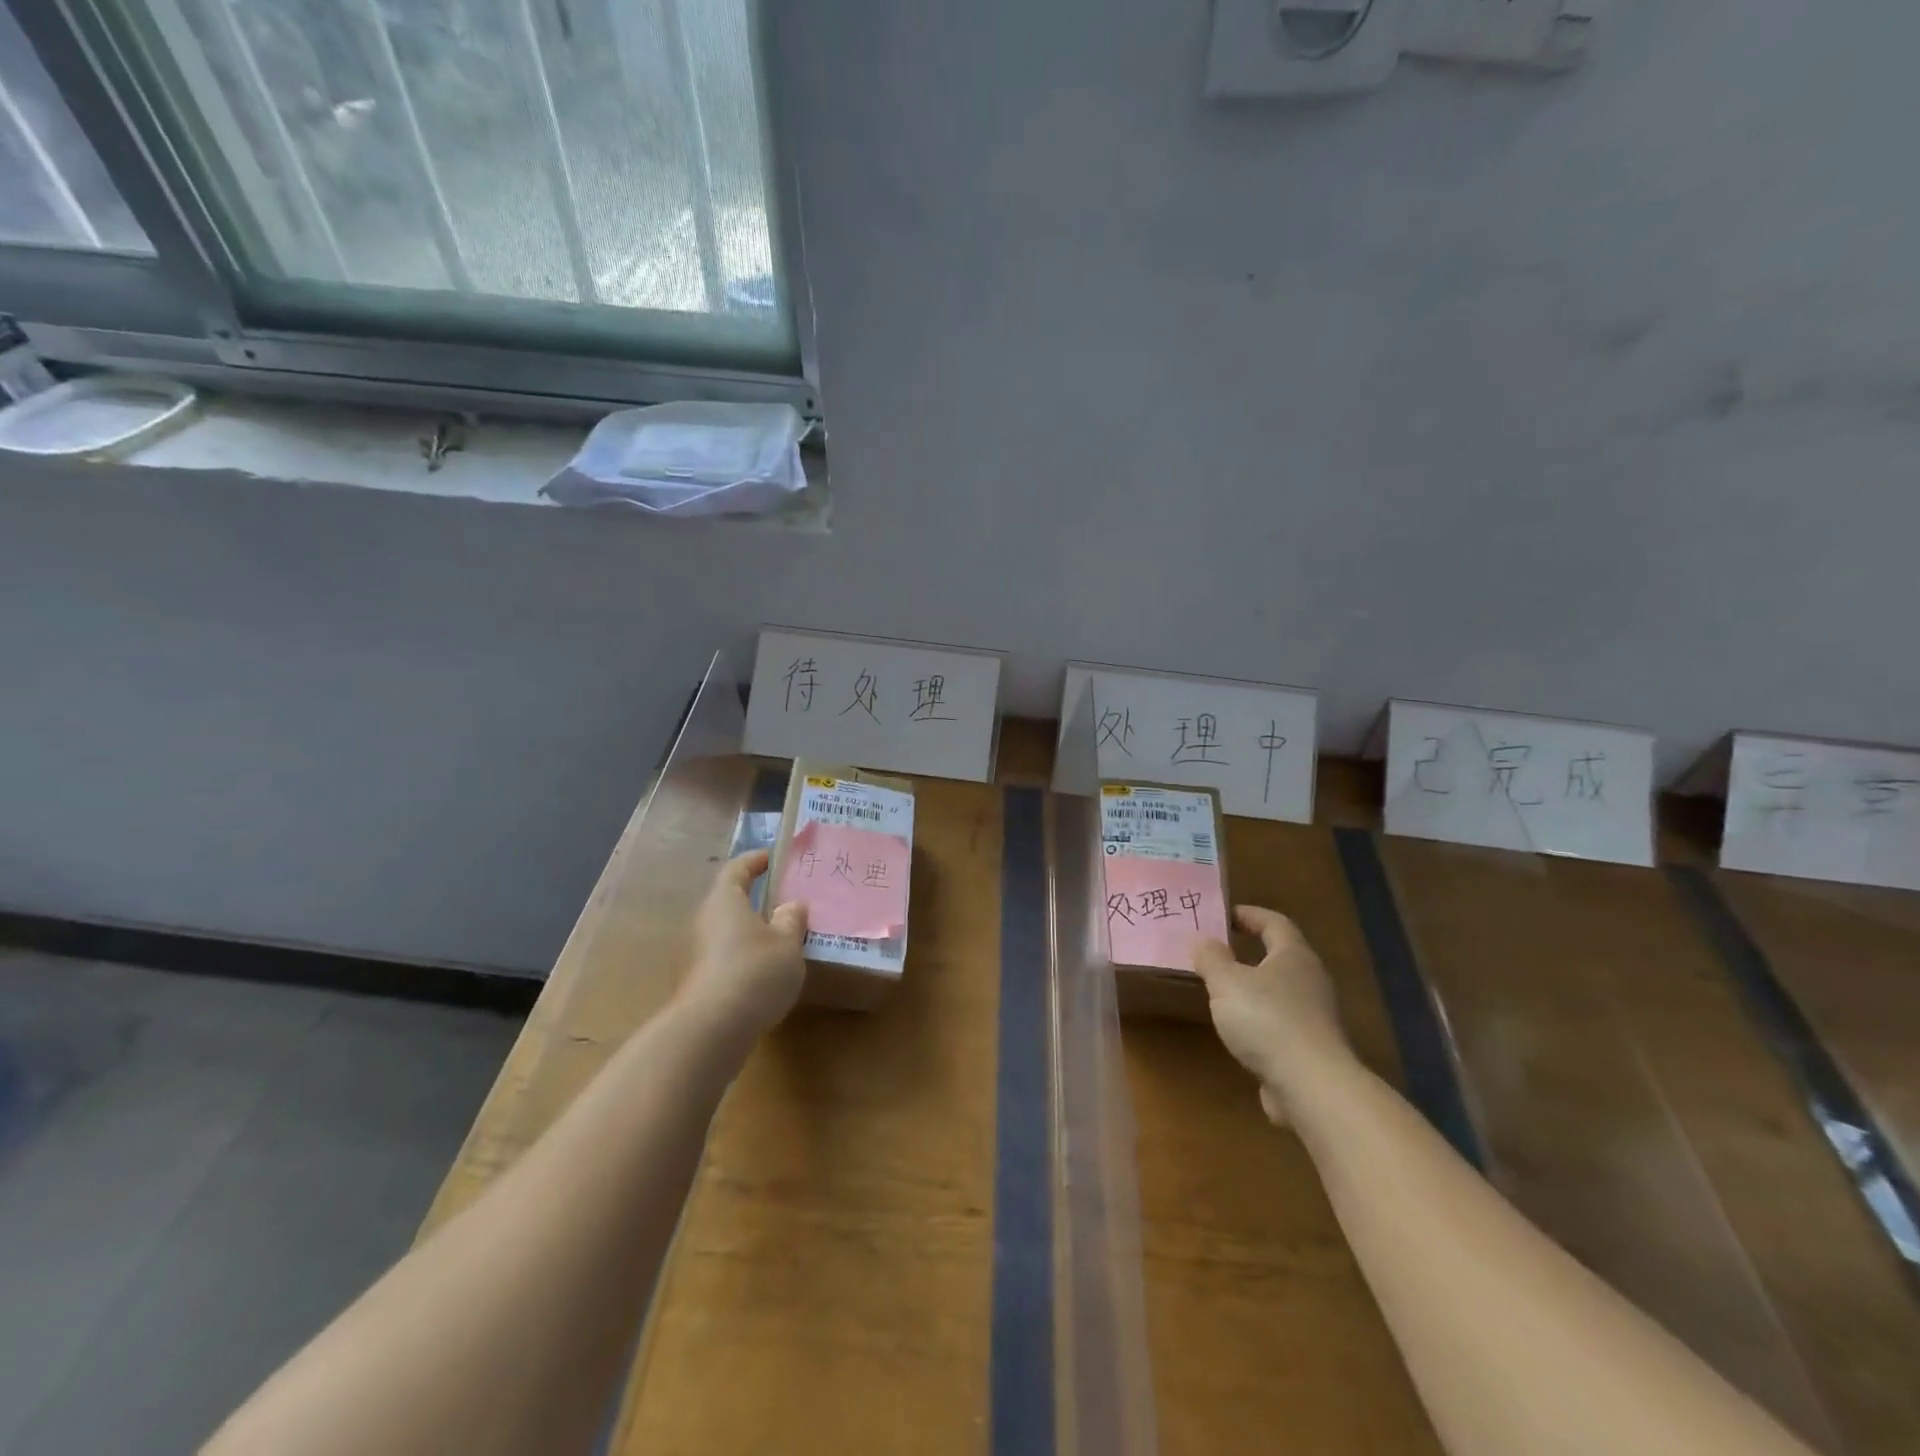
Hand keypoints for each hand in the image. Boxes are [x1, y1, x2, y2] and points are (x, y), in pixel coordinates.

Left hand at [680, 851, 808, 1041]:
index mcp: (725, 900)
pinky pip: (724, 958)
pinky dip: (743, 958)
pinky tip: (765, 974)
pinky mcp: (697, 982)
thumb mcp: (787, 943)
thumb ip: (791, 920)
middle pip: (729, 901)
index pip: (737, 868)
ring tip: (781, 940)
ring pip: (726, 932)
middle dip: (755, 899)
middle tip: (785, 901)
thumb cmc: (754, 972)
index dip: (755, 860)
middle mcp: (704, 921)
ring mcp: (695, 953)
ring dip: (750, 932)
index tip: (773, 858)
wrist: (710, 1031)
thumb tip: (790, 905)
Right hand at [1193, 905, 1351, 1123]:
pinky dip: (1261, 1018)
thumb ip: (1211, 957)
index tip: (1224, 914)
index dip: (1249, 914)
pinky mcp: (1311, 1048)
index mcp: (1294, 956)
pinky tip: (1240, 1029)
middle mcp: (1311, 980)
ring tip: (1223, 989)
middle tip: (1219, 949)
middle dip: (1252, 949)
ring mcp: (1315, 1016)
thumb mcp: (1226, 982)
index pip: (1274, 922)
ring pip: (1281, 990)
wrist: (1311, 1086)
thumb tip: (1202, 940)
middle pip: (1281, 955)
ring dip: (1255, 986)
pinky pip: (1281, 1021)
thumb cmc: (1267, 1020)